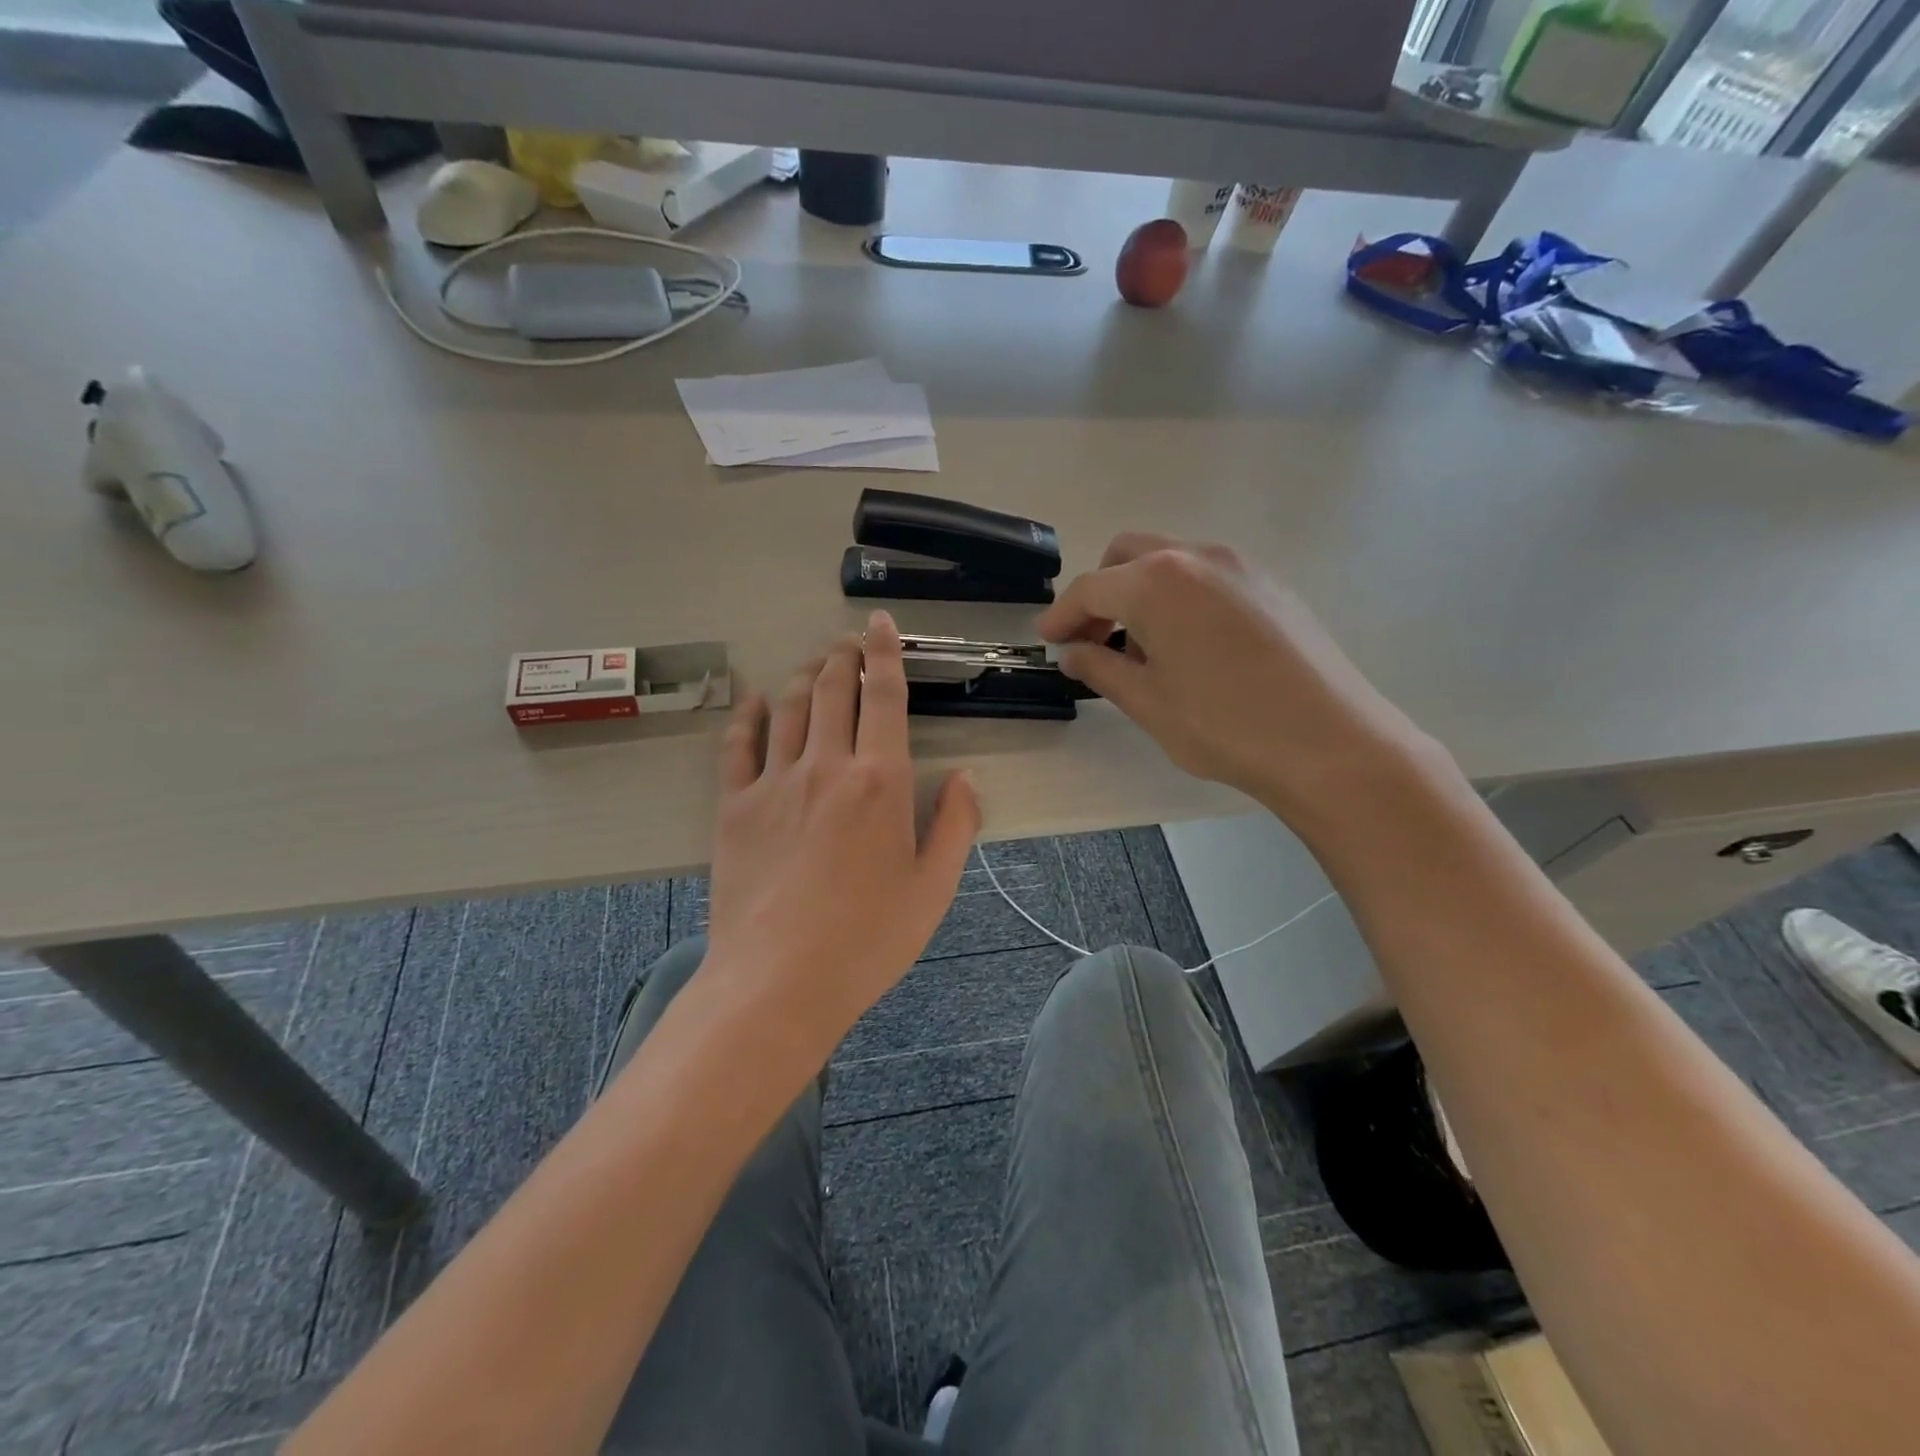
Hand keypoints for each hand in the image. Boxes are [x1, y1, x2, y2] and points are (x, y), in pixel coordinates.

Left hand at [702, 611, 979, 1051]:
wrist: (778, 981)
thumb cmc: (868, 940)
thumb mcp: (934, 889)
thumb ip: (956, 826)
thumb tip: (966, 778)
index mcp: (880, 781)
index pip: (884, 696)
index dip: (884, 653)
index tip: (880, 625)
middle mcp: (826, 766)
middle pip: (833, 689)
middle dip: (843, 655)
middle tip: (850, 641)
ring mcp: (774, 783)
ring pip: (790, 707)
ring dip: (805, 676)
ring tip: (816, 664)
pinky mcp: (734, 807)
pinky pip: (739, 745)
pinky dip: (749, 715)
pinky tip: (756, 702)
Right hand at [1037, 535, 1438, 830]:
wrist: (1331, 742)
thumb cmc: (1224, 726)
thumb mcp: (1148, 702)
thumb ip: (1100, 668)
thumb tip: (1074, 653)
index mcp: (1156, 582)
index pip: (1090, 589)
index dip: (1061, 615)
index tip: (1048, 641)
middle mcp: (1196, 557)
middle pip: (1127, 556)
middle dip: (1100, 593)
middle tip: (1093, 641)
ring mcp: (1240, 566)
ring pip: (1170, 562)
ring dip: (1140, 594)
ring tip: (1142, 650)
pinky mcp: (1270, 585)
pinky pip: (1206, 577)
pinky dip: (1179, 598)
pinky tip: (1189, 647)